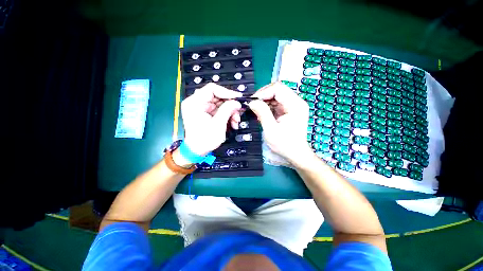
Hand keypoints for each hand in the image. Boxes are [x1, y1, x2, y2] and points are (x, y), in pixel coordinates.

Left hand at [181, 83, 242, 155]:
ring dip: (230, 112)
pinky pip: (219, 110)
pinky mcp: (206, 113)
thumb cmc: (204, 140)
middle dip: (230, 105)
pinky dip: (227, 115)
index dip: (227, 92)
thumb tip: (237, 102)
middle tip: (239, 112)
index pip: (212, 89)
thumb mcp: (218, 124)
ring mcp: (202, 108)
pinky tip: (232, 123)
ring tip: (236, 121)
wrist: (197, 151)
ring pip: (221, 104)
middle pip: (218, 97)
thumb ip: (227, 110)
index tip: (238, 98)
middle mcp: (197, 103)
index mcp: (194, 103)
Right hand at [248, 82, 312, 162]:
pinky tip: (262, 113)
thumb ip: (262, 113)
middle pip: (277, 90)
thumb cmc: (285, 144)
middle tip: (253, 105)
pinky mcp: (289, 110)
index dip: (263, 92)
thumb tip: (252, 102)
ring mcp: (293, 106)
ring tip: (256, 110)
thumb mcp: (271, 130)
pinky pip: (276, 103)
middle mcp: (296, 102)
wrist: (295, 153)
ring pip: (275, 96)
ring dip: (264, 101)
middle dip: (263, 96)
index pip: (278, 88)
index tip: (253, 101)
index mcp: (295, 105)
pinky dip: (267, 106)